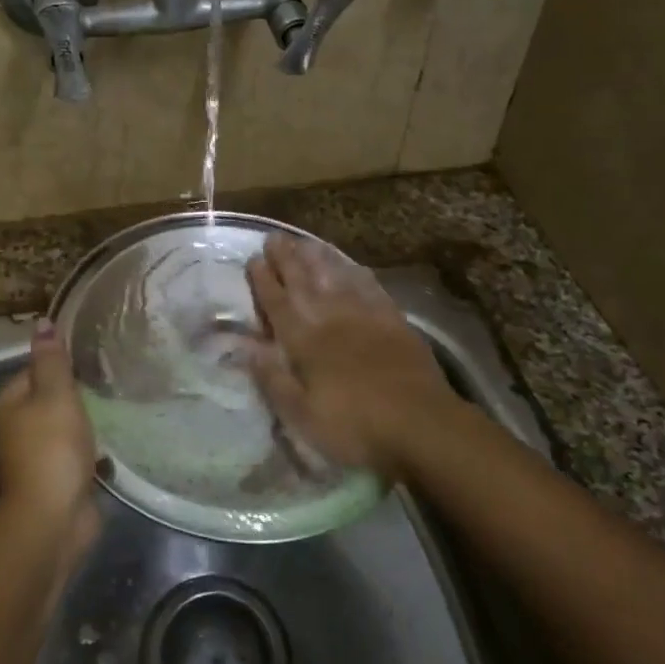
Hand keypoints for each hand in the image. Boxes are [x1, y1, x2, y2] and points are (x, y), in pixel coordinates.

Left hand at [0, 318, 101, 549]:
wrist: (53, 519)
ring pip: (64, 426)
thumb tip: (42, 322)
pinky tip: (110, 445)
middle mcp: (15, 427)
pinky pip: (74, 453)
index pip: (36, 369)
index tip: (91, 361)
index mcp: (9, 402)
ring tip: (113, 409)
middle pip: (50, 398)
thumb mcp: (55, 393)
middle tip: (108, 383)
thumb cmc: (52, 447)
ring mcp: (34, 455)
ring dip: (85, 422)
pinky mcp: (55, 478)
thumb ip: (51, 359)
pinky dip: (89, 449)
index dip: (61, 364)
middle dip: (75, 394)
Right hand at [243, 235, 456, 478]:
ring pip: (335, 276)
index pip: (277, 302)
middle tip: (274, 237)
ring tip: (304, 241)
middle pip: (304, 281)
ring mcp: (364, 314)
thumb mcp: (302, 415)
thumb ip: (272, 378)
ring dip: (317, 257)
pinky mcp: (393, 319)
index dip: (263, 280)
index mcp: (303, 340)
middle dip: (286, 258)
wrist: (421, 424)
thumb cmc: (355, 426)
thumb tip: (243, 347)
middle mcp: (330, 317)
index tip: (254, 259)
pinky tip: (351, 266)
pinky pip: (370, 286)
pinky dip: (356, 272)